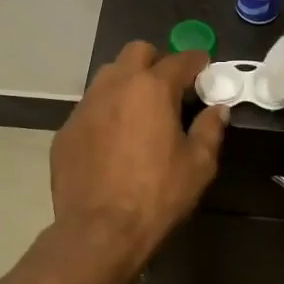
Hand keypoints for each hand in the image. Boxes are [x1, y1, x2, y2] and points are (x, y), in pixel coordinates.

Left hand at [51, 43, 226, 269]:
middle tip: (170, 87)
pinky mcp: (66, 131)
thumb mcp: (198, 165)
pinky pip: (90, 108)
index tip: (205, 69)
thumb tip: (217, 109)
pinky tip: (113, 140)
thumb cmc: (156, 196)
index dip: (196, 61)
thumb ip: (210, 130)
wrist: (99, 231)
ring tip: (140, 110)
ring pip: (108, 76)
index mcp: (151, 89)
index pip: (180, 60)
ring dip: (128, 82)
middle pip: (137, 52)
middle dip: (157, 61)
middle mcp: (115, 86)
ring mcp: (85, 107)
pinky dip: (106, 112)